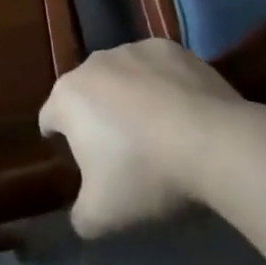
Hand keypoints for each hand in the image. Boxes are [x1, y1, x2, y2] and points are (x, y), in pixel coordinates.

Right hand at [39, 40, 241, 237]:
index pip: (50, 119)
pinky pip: (156, 68)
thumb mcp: (104, 216)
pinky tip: (184, 112)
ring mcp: (132, 50)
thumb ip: (81, 216)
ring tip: (158, 132)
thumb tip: (80, 216)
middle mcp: (92, 64)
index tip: (82, 164)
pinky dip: (162, 85)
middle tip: (122, 152)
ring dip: (129, 98)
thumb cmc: (146, 174)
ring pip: (121, 77)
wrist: (215, 143)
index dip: (61, 142)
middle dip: (97, 117)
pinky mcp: (169, 48)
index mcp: (67, 97)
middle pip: (86, 93)